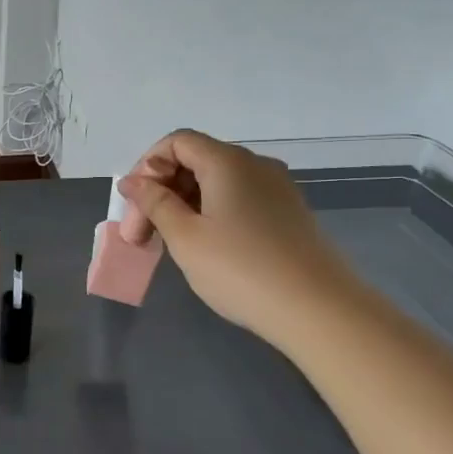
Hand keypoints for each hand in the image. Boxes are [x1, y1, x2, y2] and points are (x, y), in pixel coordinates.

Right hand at [115, 129, 359, 344]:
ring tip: (168, 245)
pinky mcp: (288, 214)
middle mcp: (255, 165)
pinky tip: (205, 248)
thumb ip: (154, 203)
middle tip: (141, 236)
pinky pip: (238, 200)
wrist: (319, 311)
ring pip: (216, 183)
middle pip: (195, 161)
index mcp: (227, 162)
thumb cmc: (241, 269)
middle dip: (161, 191)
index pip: (177, 142)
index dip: (148, 167)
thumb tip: (133, 181)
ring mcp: (277, 190)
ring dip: (184, 205)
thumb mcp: (185, 237)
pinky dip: (211, 214)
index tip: (135, 206)